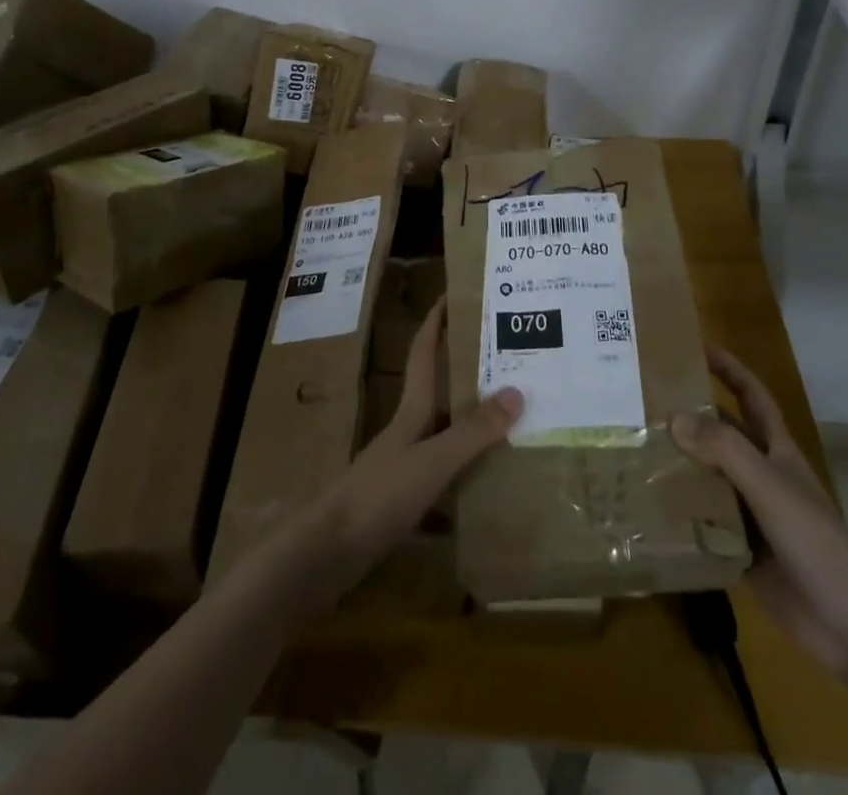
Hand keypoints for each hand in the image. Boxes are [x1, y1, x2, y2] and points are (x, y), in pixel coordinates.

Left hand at [299, 297, 521, 601]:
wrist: (330, 553)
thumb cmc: (380, 495)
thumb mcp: (432, 460)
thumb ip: (473, 431)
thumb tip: (517, 391)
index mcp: (411, 410)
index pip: (424, 352)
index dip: (436, 321)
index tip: (454, 293)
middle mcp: (408, 430)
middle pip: (438, 389)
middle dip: (466, 369)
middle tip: (507, 357)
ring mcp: (403, 465)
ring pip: (444, 432)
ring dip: (472, 422)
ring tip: (512, 416)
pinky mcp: (404, 499)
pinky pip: (445, 474)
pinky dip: (467, 472)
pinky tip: (491, 483)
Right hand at [671, 345, 847, 675]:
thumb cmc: (816, 542)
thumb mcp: (770, 486)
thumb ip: (724, 449)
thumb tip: (673, 417)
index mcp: (777, 452)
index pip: (752, 397)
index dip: (730, 369)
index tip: (697, 346)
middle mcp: (762, 477)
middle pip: (723, 436)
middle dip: (690, 417)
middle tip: (643, 401)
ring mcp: (751, 516)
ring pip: (708, 479)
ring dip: (678, 466)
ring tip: (633, 449)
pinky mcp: (740, 552)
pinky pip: (703, 525)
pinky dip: (679, 515)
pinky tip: (646, 507)